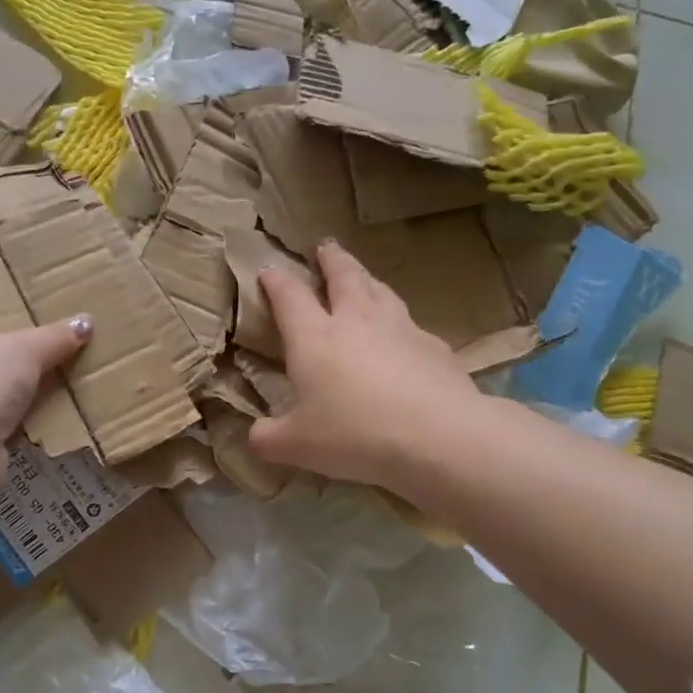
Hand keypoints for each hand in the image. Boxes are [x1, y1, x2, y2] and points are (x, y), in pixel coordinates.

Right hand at [248, 241, 481, 489]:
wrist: (437, 436)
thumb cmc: (354, 435)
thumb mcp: (296, 445)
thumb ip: (267, 438)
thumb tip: (254, 436)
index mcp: (314, 337)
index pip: (289, 296)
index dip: (276, 280)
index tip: (268, 270)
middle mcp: (356, 321)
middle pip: (343, 276)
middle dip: (331, 259)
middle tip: (325, 247)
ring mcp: (400, 328)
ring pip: (380, 290)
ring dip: (367, 279)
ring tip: (364, 278)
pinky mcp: (434, 346)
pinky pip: (411, 324)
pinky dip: (400, 322)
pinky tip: (404, 335)